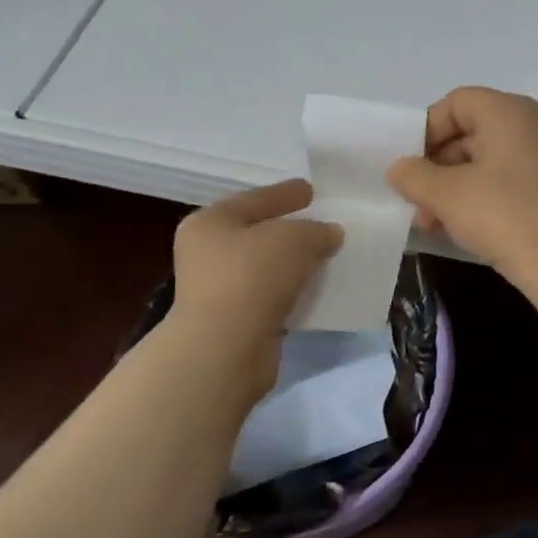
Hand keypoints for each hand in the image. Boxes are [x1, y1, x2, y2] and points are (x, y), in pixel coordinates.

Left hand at [168, 180, 342, 384]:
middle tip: (323, 223)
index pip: (255, 199)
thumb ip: (316, 230)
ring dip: (294, 263)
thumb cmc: (252, 276)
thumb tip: (330, 234)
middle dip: (291, 229)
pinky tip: (316, 289)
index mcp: (210, 222)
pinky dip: (292, 291)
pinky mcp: (235, 321)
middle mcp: (207, 253)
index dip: (285, 193)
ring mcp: (219, 290)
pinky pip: (271, 296)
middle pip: (258, 233)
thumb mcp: (294, 238)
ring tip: (327, 256)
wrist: (226, 347)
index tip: (311, 190)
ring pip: (265, 267)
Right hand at [388, 87, 537, 281]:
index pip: (456, 103)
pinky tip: (462, 229)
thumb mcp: (447, 195)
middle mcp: (533, 124)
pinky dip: (481, 197)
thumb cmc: (504, 216)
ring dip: (454, 188)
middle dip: (437, 167)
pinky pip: (508, 180)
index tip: (410, 168)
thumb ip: (414, 175)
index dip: (426, 131)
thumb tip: (400, 169)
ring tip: (433, 223)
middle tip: (417, 202)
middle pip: (471, 132)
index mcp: (509, 111)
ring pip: (487, 161)